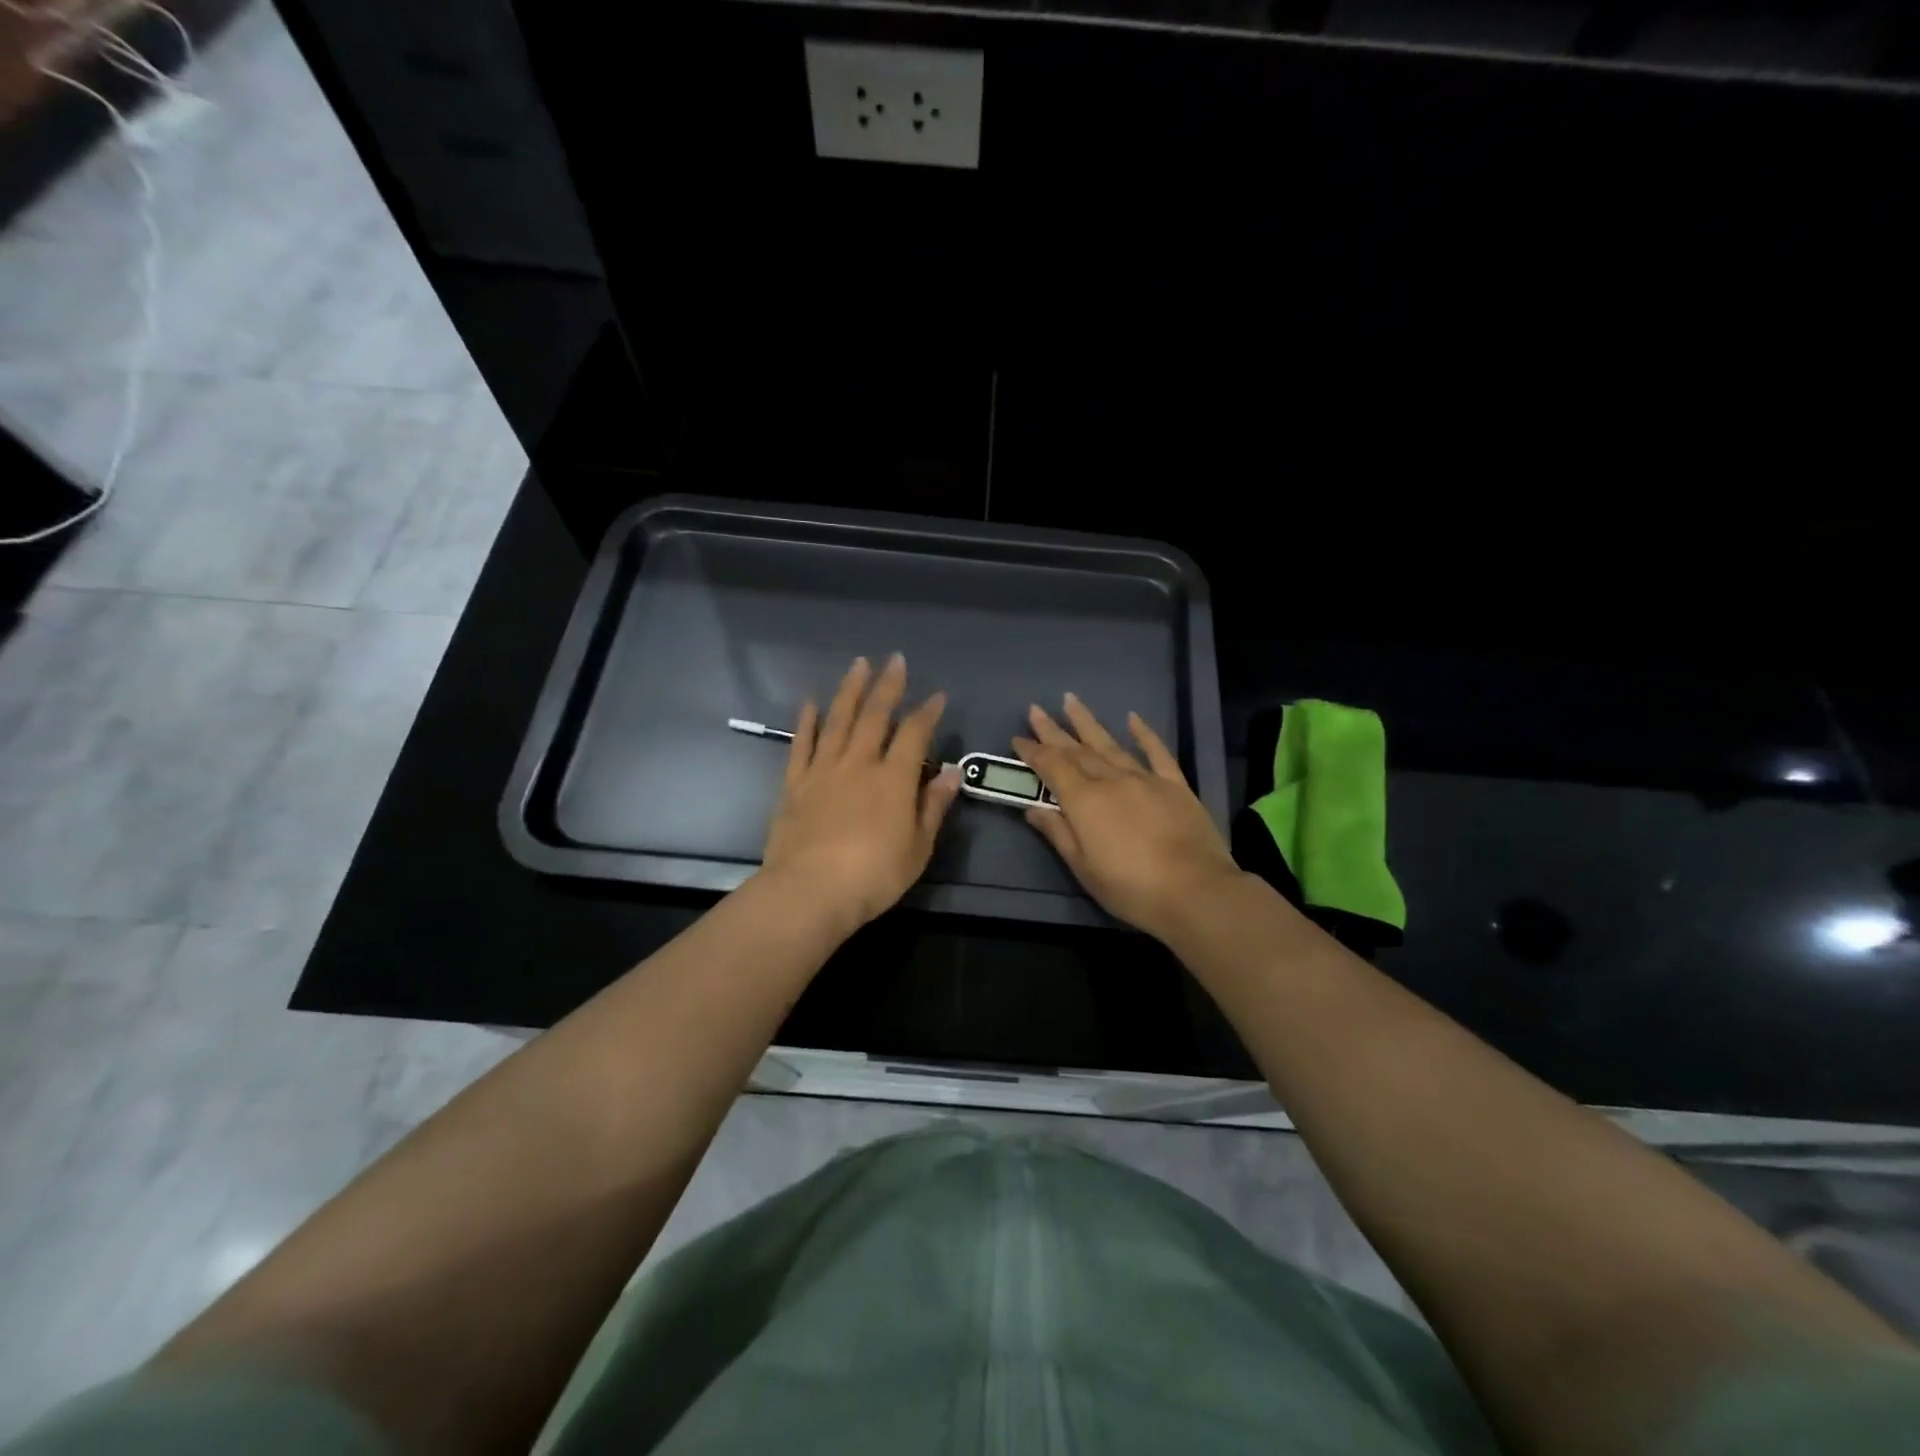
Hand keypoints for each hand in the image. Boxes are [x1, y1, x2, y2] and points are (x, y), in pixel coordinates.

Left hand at [758, 654, 961, 932]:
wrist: (810, 891)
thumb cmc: (874, 875)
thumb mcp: (918, 847)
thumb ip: (934, 806)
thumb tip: (952, 772)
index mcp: (894, 779)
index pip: (914, 734)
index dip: (927, 713)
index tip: (937, 696)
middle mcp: (859, 764)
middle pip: (874, 716)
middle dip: (887, 686)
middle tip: (895, 659)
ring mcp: (823, 770)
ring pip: (838, 720)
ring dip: (850, 690)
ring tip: (858, 665)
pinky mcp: (795, 784)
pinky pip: (801, 744)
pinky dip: (807, 722)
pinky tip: (811, 704)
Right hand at [1014, 694, 1243, 941]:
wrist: (1195, 891)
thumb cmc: (1130, 887)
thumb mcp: (1083, 867)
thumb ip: (1057, 832)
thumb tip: (1032, 808)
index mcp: (1084, 801)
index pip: (1051, 767)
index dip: (1033, 752)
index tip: (1018, 738)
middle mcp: (1111, 780)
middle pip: (1076, 750)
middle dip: (1053, 730)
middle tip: (1035, 709)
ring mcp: (1145, 779)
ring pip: (1110, 744)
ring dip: (1087, 722)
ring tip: (1071, 700)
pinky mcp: (1174, 785)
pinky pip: (1156, 752)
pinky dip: (1144, 733)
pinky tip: (1132, 718)